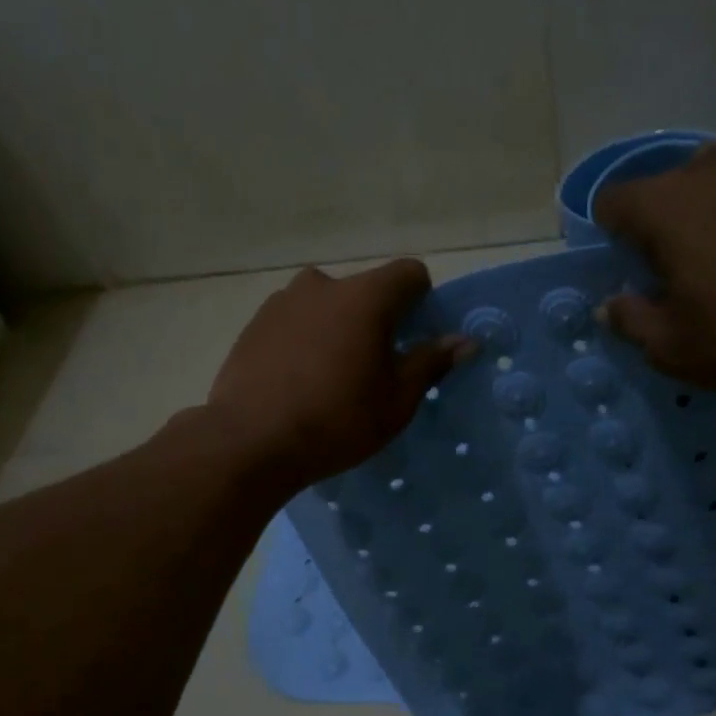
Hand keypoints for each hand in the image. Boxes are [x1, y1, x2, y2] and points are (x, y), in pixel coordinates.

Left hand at [206, 259, 472, 489]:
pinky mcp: (254, 323)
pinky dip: (306, 339)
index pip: (410, 274)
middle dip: (378, 319)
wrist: (250, 442)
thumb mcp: (396, 400)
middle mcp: (323, 285)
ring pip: (327, 305)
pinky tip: (298, 380)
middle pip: (365, 289)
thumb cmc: (337, 421)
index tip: (415, 338)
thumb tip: (465, 341)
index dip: (422, 301)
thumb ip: (431, 362)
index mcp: (365, 296)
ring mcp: (282, 301)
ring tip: (331, 377)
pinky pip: (295, 321)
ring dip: (338, 328)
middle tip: (374, 368)